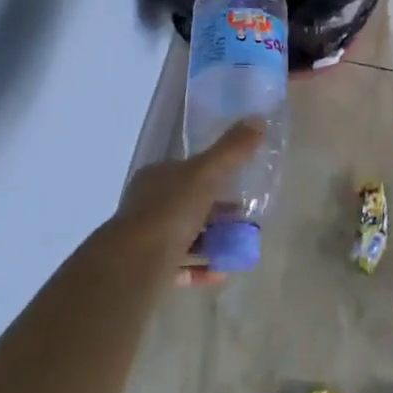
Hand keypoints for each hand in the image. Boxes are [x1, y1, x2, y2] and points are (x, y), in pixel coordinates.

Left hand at [112, 120, 265, 285]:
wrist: (135, 262)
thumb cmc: (170, 211)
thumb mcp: (206, 173)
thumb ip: (232, 150)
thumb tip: (257, 120)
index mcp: (156, 178)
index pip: (187, 171)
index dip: (214, 176)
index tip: (239, 187)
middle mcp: (147, 205)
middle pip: (188, 205)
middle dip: (217, 213)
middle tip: (245, 220)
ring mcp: (146, 238)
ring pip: (185, 237)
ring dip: (212, 242)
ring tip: (239, 247)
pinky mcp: (148, 269)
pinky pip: (180, 267)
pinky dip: (202, 268)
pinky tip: (222, 272)